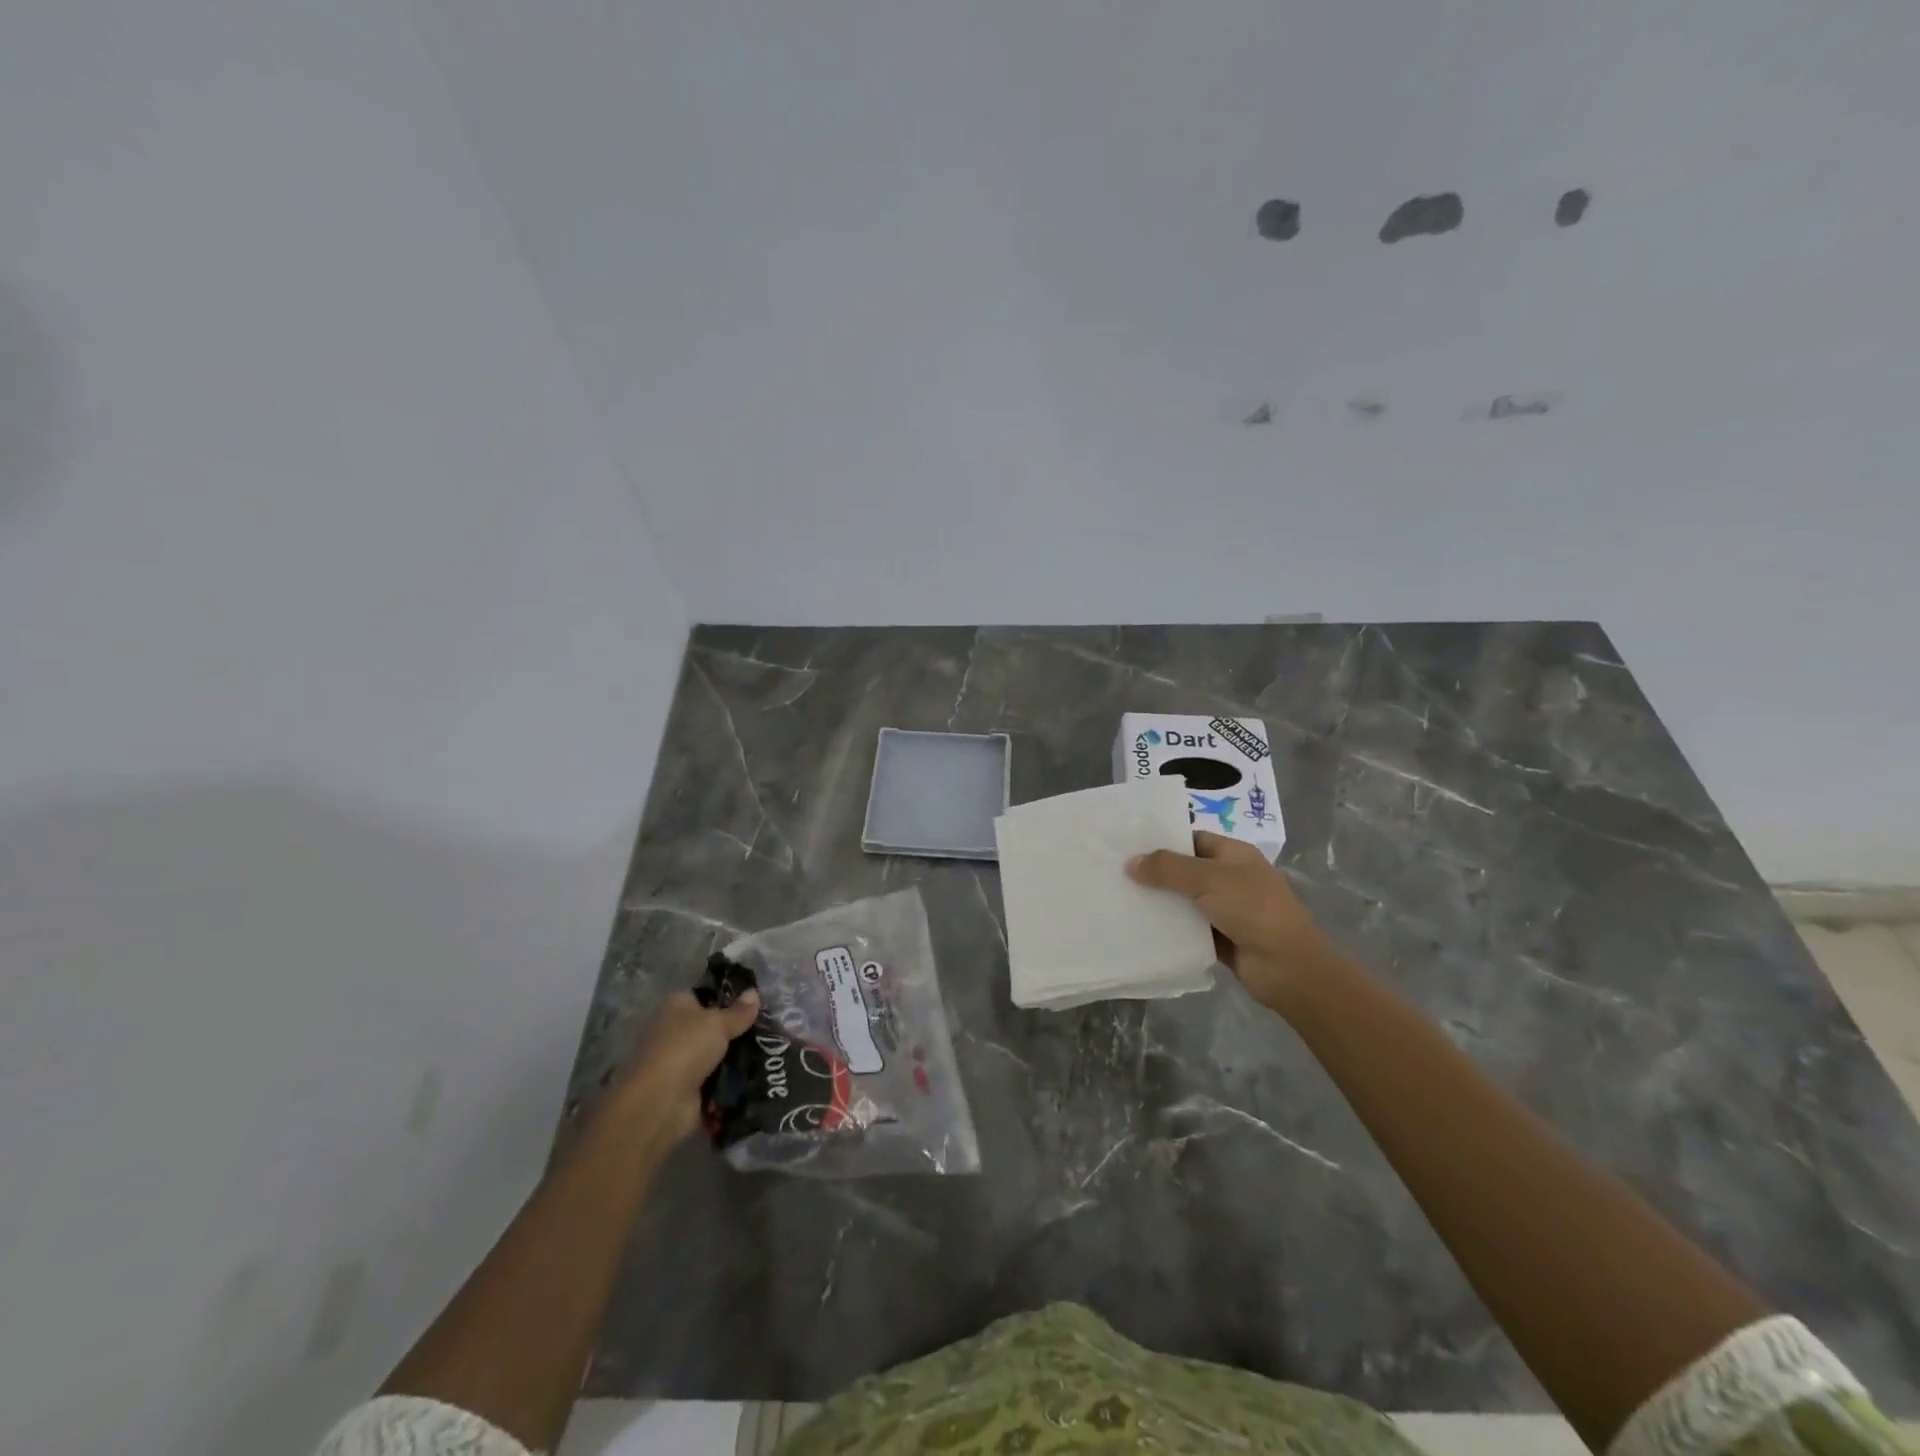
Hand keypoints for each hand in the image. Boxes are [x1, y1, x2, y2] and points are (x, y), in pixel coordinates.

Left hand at [612, 989, 759, 1143]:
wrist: (659, 1103)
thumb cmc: (685, 1048)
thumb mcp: (718, 1023)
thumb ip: (738, 1011)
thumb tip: (754, 992)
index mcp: (676, 1006)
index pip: (705, 996)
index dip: (729, 999)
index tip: (755, 1005)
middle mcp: (674, 1032)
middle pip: (712, 1028)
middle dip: (737, 1032)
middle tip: (769, 1031)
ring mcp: (679, 1063)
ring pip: (716, 1056)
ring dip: (736, 1060)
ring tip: (771, 1055)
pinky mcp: (687, 1091)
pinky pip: (716, 1082)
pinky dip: (731, 1084)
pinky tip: (758, 1078)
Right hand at [1128, 832, 1340, 1009]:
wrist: (1288, 967)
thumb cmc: (1253, 909)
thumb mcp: (1209, 879)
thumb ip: (1168, 869)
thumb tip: (1130, 863)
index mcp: (1234, 855)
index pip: (1192, 839)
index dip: (1163, 841)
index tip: (1128, 846)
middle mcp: (1230, 879)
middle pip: (1185, 871)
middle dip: (1154, 873)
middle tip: (1115, 874)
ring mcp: (1225, 910)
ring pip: (1183, 901)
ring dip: (1159, 903)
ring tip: (1120, 900)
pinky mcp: (1219, 939)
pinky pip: (1187, 929)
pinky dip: (1168, 929)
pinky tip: (1139, 928)